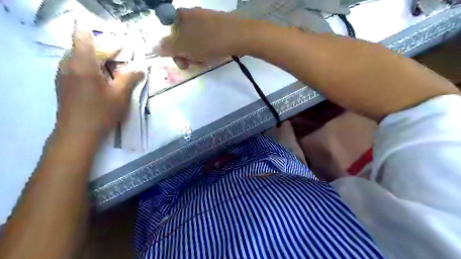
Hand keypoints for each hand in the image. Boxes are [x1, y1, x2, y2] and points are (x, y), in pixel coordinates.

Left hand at [57, 26, 143, 136]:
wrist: (77, 133)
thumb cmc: (101, 112)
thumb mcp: (120, 95)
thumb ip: (130, 78)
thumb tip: (140, 68)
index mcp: (83, 64)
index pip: (84, 35)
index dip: (100, 35)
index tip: (119, 43)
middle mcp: (68, 64)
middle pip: (83, 46)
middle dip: (103, 49)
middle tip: (122, 59)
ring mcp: (63, 73)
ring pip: (79, 56)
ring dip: (96, 58)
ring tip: (113, 69)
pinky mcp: (63, 82)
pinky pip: (75, 66)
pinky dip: (90, 66)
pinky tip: (102, 79)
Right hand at [157, 7, 252, 68]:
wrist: (239, 36)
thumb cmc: (209, 41)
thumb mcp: (185, 46)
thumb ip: (168, 47)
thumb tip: (153, 47)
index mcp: (180, 16)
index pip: (169, 36)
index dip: (173, 51)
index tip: (182, 63)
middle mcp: (191, 16)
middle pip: (183, 40)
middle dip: (186, 55)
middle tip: (194, 65)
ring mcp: (206, 21)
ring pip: (195, 42)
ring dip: (197, 55)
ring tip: (206, 61)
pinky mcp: (218, 27)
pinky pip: (207, 41)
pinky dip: (207, 50)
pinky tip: (213, 57)